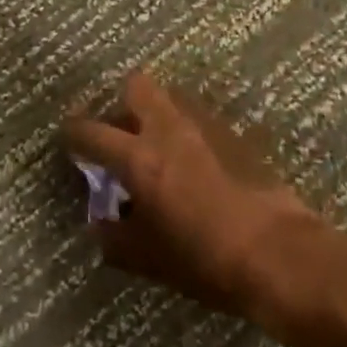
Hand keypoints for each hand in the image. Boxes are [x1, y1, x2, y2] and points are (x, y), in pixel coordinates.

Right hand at [62, 72, 324, 318]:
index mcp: (140, 158)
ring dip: (157, 114)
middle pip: (137, 86)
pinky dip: (185, 131)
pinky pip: (198, 118)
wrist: (277, 252)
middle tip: (120, 135)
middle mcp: (170, 129)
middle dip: (122, 104)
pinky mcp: (234, 133)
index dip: (74, 133)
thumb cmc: (205, 260)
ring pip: (171, 98)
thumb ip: (116, 238)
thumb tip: (100, 224)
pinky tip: (192, 164)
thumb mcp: (150, 259)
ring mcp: (205, 125)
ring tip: (157, 150)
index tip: (69, 138)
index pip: (93, 131)